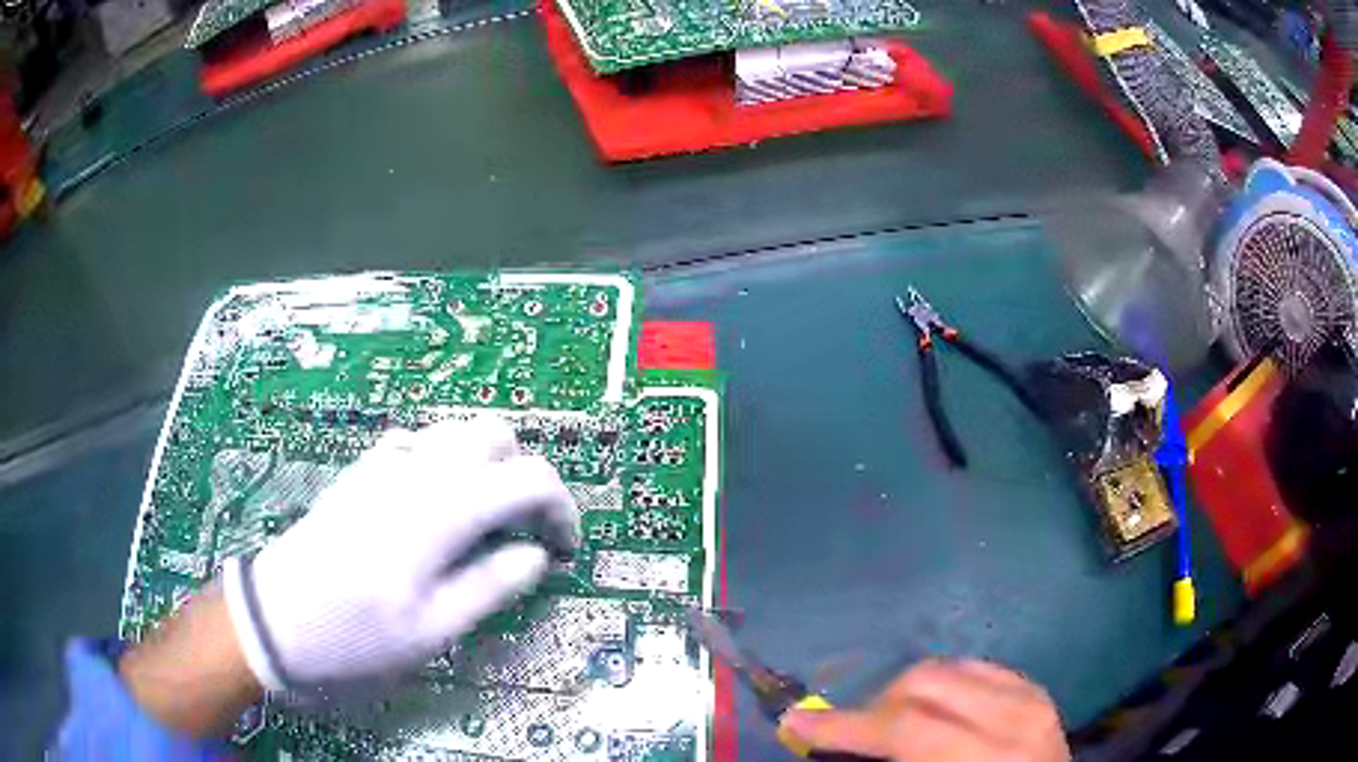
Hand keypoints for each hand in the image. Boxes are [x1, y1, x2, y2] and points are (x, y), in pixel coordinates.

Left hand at [223, 415, 578, 689]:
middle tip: (522, 530)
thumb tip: (536, 555)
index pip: (529, 478)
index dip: (561, 508)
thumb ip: (492, 586)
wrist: (279, 614)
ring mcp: (385, 461)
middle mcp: (418, 469)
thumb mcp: (434, 630)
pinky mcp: (363, 468)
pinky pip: (421, 443)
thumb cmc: (358, 633)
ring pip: (457, 432)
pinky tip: (433, 509)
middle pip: (496, 435)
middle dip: (524, 476)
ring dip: (486, 467)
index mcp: (442, 510)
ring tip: (482, 521)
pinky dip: (446, 464)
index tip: (562, 549)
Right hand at [780, 660, 1069, 761]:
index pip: (904, 728)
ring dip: (909, 692)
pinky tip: (937, 710)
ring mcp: (1031, 699)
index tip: (800, 721)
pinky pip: (979, 669)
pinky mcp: (1037, 692)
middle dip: (878, 704)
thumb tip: (839, 746)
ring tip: (896, 723)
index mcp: (984, 756)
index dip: (845, 725)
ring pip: (950, 667)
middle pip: (926, 682)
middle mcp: (1013, 718)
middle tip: (857, 733)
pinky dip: (946, 685)